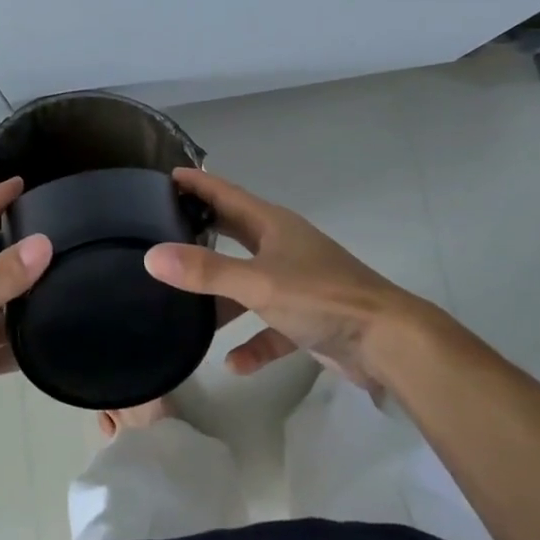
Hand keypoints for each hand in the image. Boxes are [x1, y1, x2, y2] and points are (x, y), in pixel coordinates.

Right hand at [144, 168, 431, 394]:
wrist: (388, 343)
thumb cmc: (321, 298)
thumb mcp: (258, 283)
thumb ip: (205, 271)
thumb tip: (152, 256)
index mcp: (273, 225)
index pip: (226, 194)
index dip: (197, 183)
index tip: (166, 175)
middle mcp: (283, 247)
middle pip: (234, 234)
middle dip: (202, 234)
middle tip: (163, 231)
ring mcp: (296, 283)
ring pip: (248, 284)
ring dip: (222, 298)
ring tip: (184, 310)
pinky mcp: (307, 319)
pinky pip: (270, 327)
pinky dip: (252, 342)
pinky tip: (234, 364)